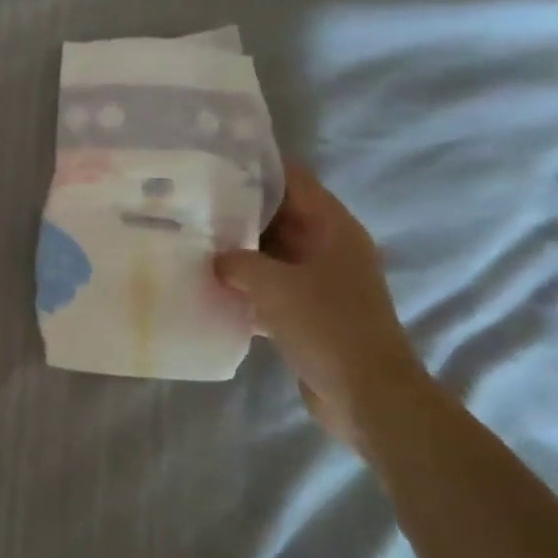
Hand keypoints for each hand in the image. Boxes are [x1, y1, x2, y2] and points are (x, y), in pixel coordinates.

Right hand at [215, 160, 422, 436]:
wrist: (368, 396)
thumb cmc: (328, 328)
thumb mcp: (276, 287)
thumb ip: (239, 263)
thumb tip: (215, 259)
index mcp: (332, 227)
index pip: (292, 180)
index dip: (255, 166)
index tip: (212, 161)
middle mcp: (328, 247)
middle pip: (278, 216)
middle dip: (237, 211)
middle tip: (190, 204)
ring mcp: (318, 281)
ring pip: (271, 254)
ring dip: (238, 253)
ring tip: (191, 242)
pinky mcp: (308, 312)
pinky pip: (270, 288)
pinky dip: (245, 287)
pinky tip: (209, 289)